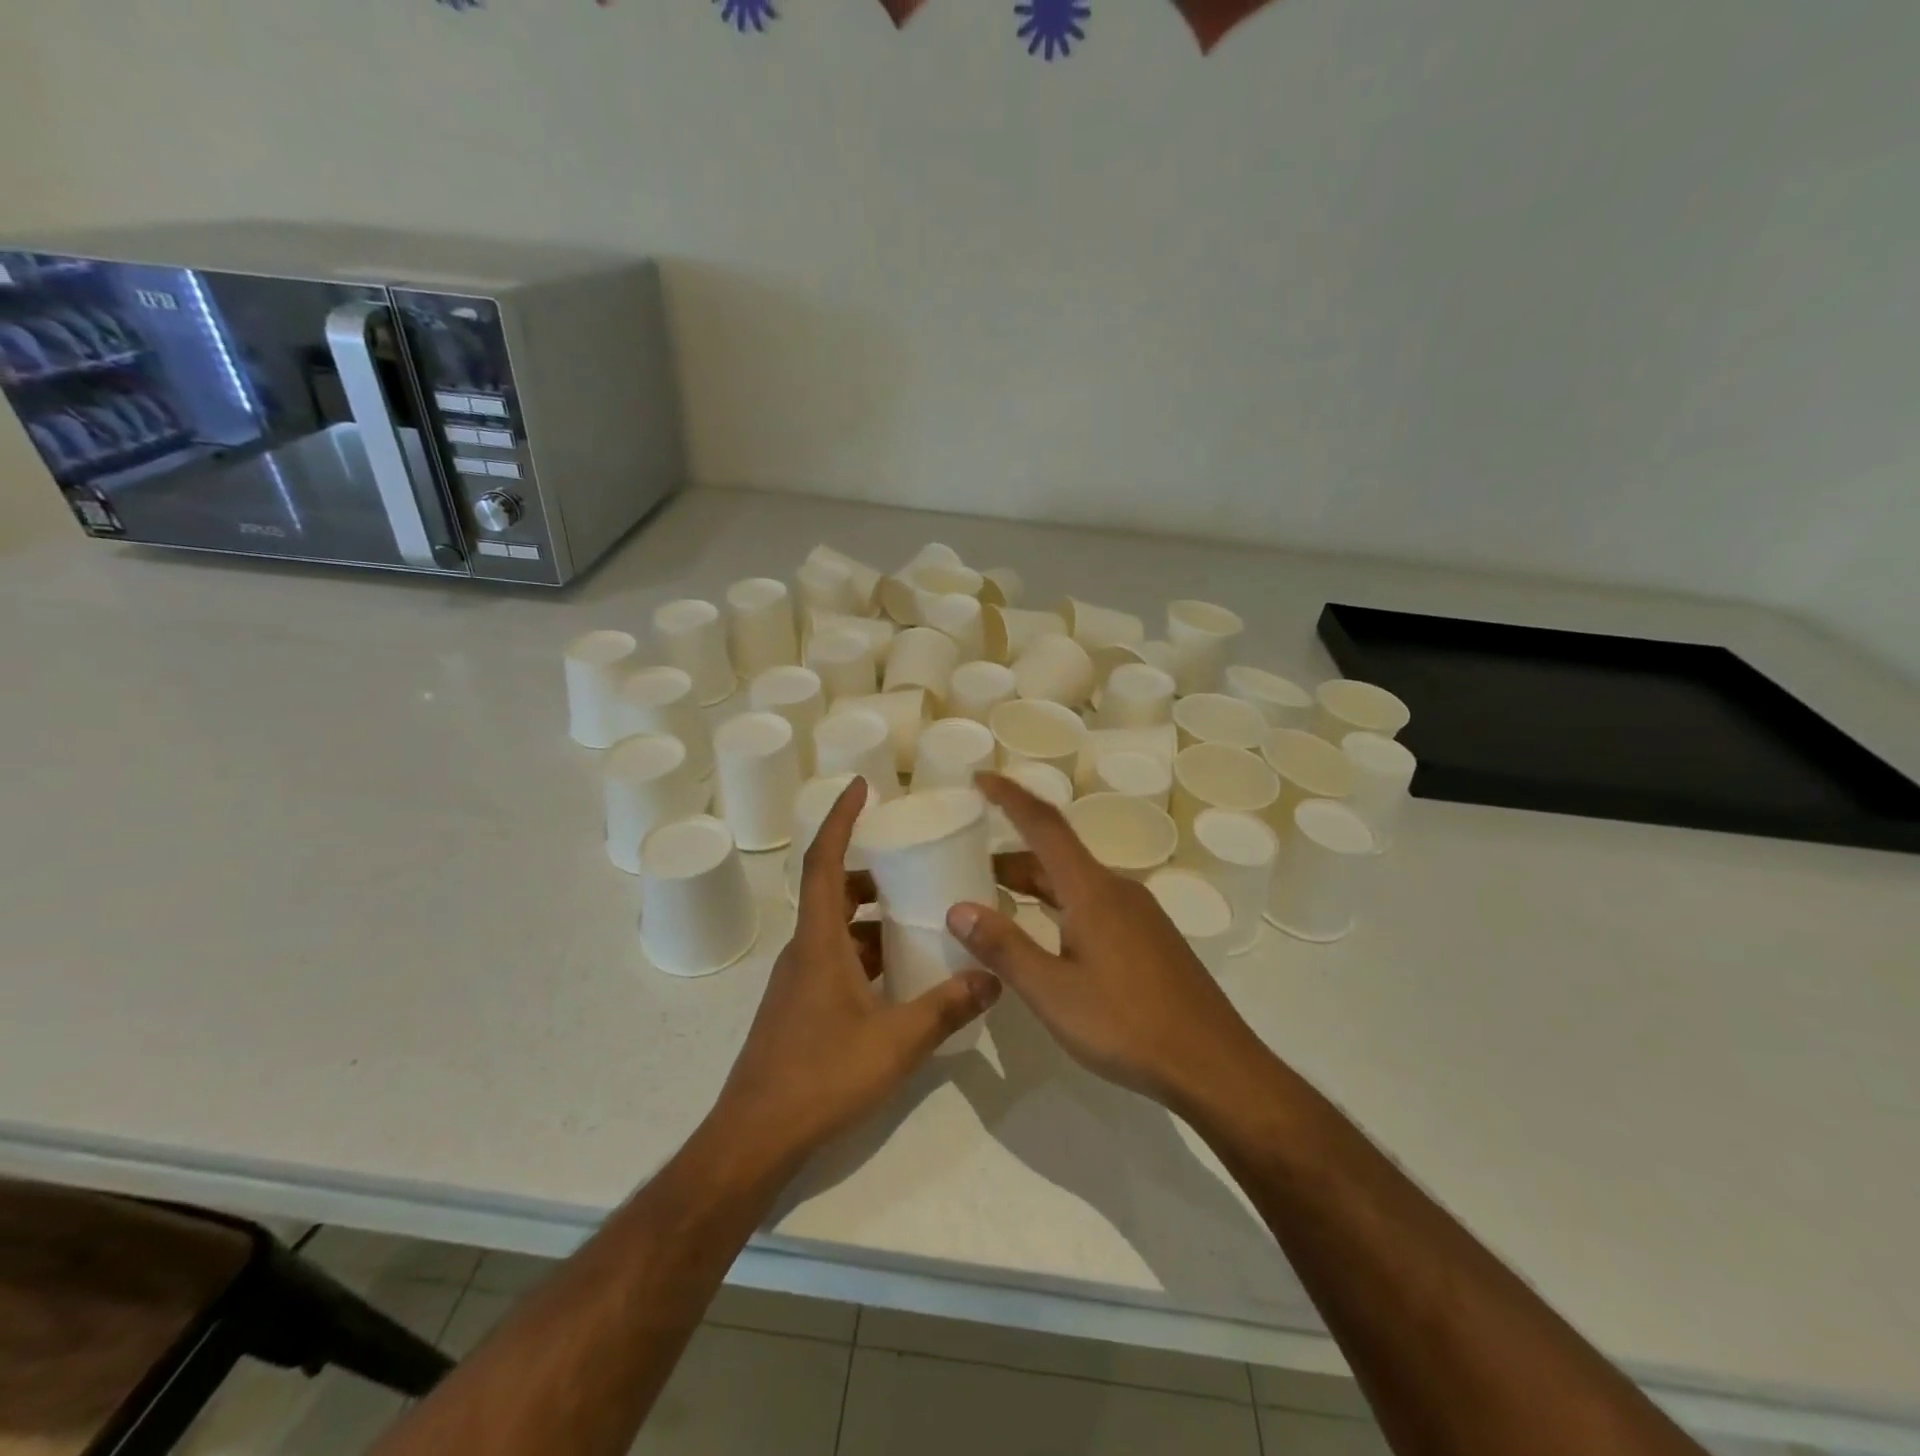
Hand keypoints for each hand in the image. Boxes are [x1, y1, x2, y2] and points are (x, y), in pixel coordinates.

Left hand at [711, 778, 1000, 1169]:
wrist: (755, 1138)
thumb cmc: (820, 1077)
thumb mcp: (896, 1042)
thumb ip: (947, 1008)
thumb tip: (993, 977)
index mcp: (819, 942)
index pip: (824, 861)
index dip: (840, 818)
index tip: (862, 787)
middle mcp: (804, 951)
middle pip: (833, 891)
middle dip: (870, 871)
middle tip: (912, 864)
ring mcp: (799, 981)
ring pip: (837, 929)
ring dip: (871, 917)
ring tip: (917, 917)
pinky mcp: (800, 1007)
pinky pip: (836, 959)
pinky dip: (866, 951)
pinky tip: (900, 975)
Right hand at [946, 773, 1266, 1111]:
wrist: (1214, 1065)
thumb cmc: (1128, 1024)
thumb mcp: (1053, 992)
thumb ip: (1005, 947)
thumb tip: (958, 908)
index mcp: (1092, 890)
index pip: (1044, 825)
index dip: (1010, 797)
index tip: (980, 778)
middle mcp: (1117, 890)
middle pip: (1057, 856)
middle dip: (1011, 856)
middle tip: (968, 867)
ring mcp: (1138, 914)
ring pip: (1076, 883)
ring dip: (1035, 884)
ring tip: (997, 902)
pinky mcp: (1149, 938)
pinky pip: (1094, 903)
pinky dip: (1059, 905)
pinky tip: (1047, 938)